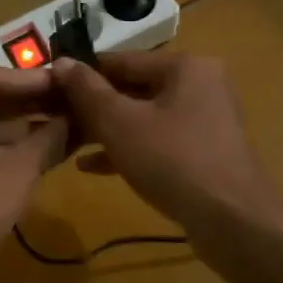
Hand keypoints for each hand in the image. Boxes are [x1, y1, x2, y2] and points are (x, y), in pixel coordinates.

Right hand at [50, 52, 282, 234]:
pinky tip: (92, 166)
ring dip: (106, 129)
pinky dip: (128, 148)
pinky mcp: (204, 151)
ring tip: (68, 142)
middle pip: (133, 88)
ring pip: (144, 116)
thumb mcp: (120, 123)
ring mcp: (205, 119)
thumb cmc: (172, 160)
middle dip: (93, 106)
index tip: (49, 88)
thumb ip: (87, 91)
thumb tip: (61, 62)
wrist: (233, 222)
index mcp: (184, 66)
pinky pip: (158, 140)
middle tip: (56, 119)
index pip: (121, 60)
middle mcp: (199, 84)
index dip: (82, 73)